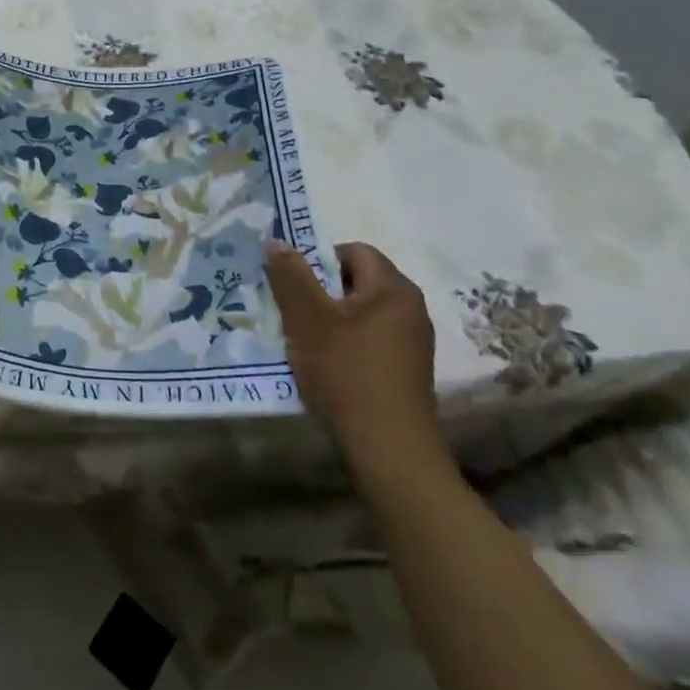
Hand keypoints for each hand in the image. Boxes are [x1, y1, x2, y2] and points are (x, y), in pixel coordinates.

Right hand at [264, 240, 449, 480]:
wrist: (389, 449)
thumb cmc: (347, 372)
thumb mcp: (307, 318)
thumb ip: (291, 275)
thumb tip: (277, 241)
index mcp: (393, 288)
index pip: (354, 251)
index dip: (318, 259)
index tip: (293, 284)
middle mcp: (411, 308)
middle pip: (358, 281)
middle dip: (321, 291)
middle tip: (291, 310)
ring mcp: (413, 342)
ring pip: (362, 313)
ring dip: (331, 320)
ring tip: (303, 340)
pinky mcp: (408, 371)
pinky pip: (371, 340)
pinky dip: (346, 344)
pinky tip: (326, 366)